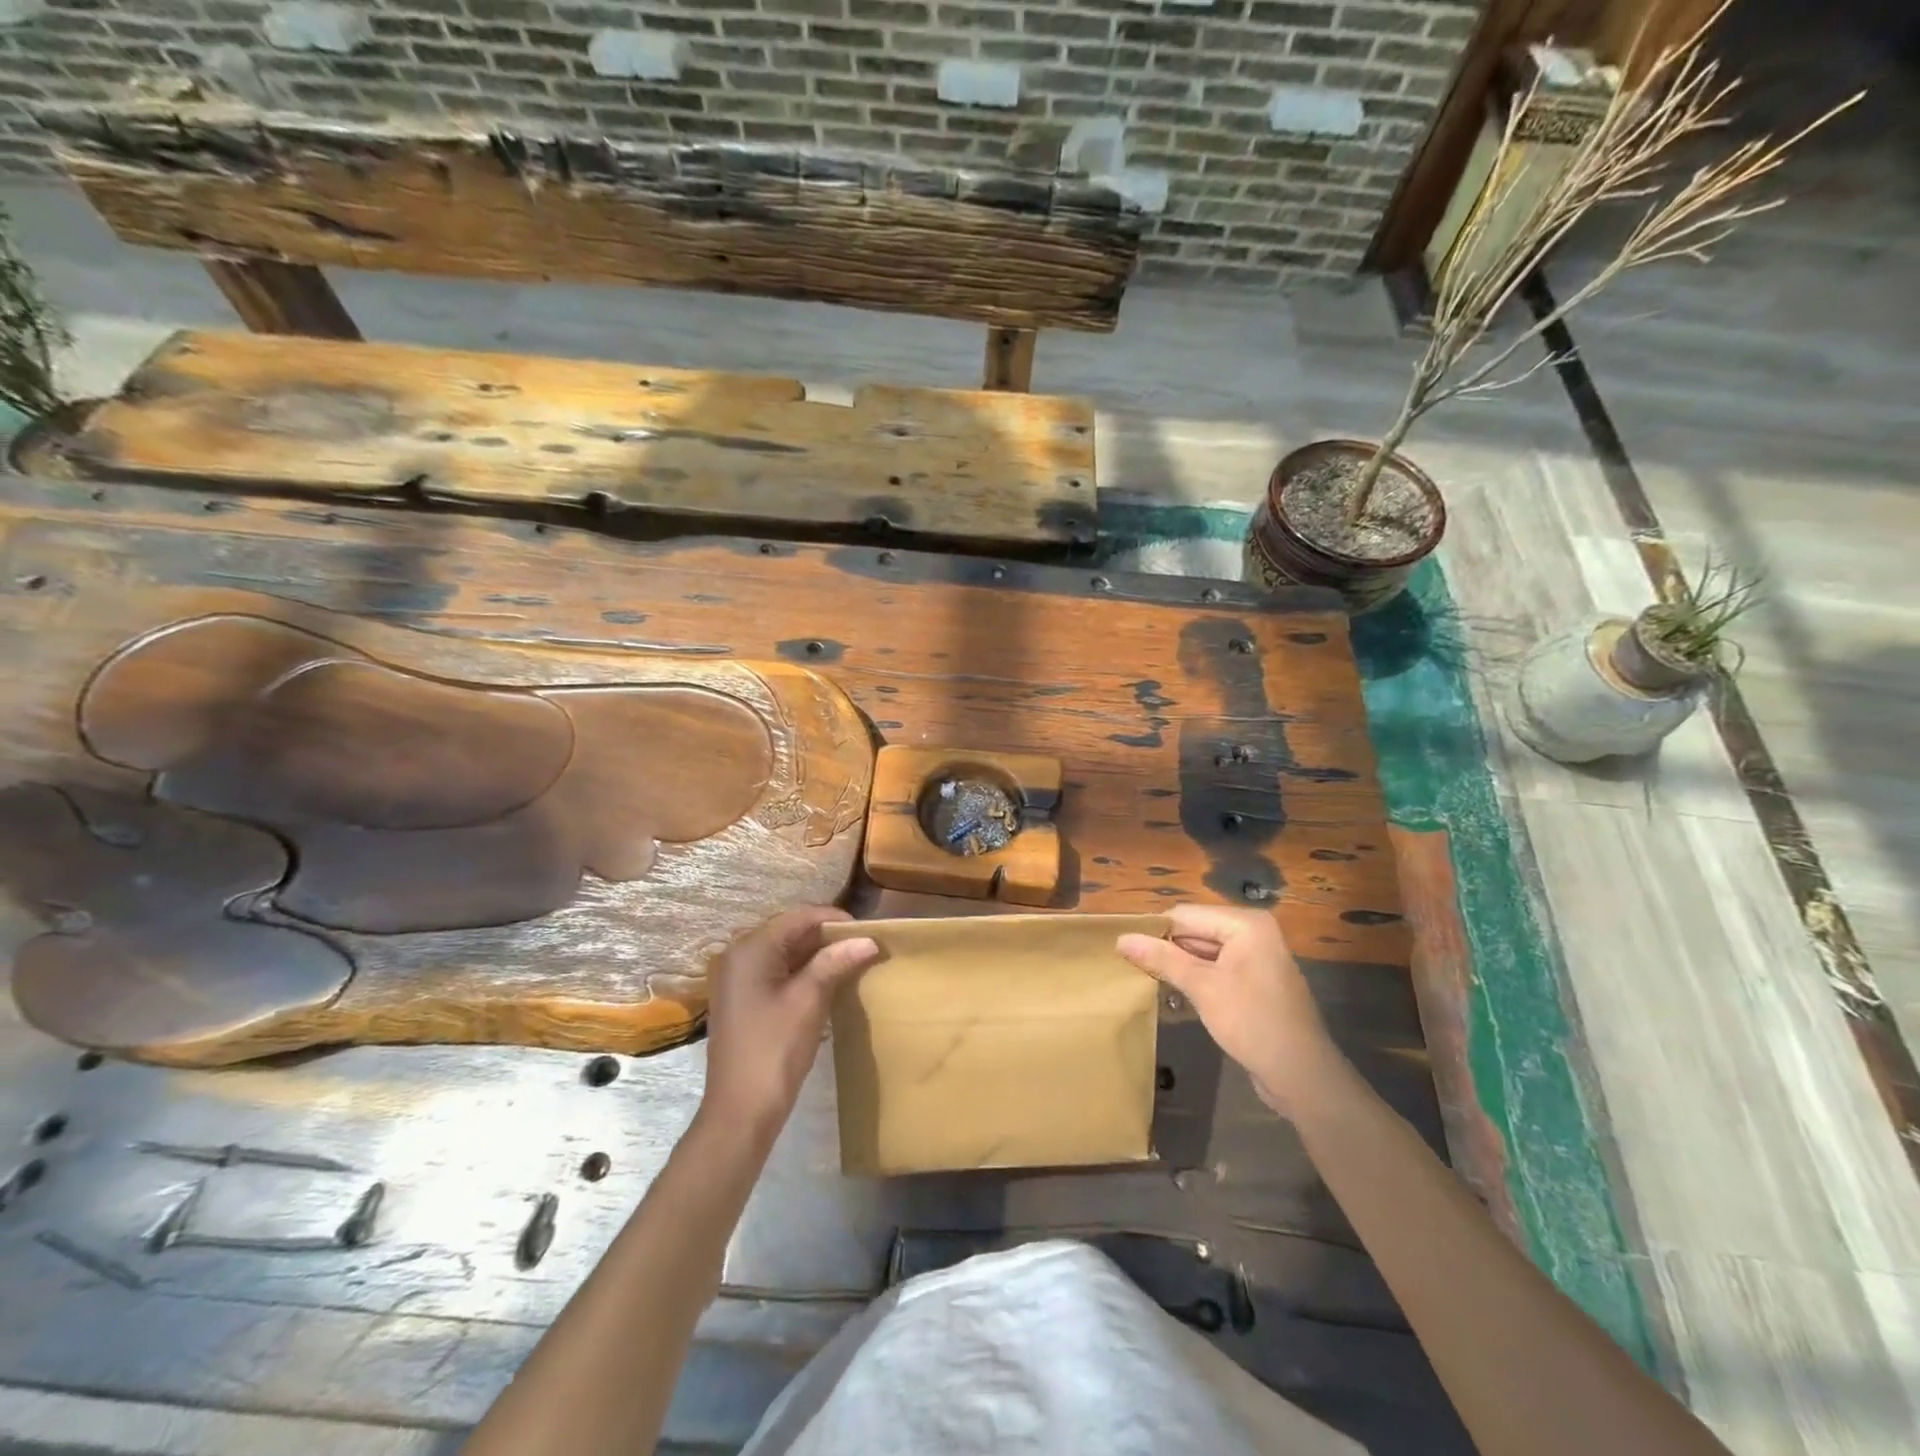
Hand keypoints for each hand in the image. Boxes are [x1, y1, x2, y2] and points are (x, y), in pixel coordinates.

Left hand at [701, 907, 879, 1136]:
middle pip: (789, 931)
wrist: (740, 1111)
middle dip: (826, 937)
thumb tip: (868, 940)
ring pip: (784, 952)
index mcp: (750, 949)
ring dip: (816, 955)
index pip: (798, 917)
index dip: (834, 920)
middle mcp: (738, 955)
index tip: (867, 932)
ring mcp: (737, 978)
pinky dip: (801, 972)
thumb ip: (835, 962)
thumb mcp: (809, 1000)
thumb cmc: (774, 1049)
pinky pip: (775, 971)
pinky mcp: (741, 999)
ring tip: (851, 962)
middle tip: (862, 947)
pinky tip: (828, 982)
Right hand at [1118, 904, 1339, 1119]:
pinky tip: (1176, 994)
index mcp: (1245, 923)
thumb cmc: (1252, 1021)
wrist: (1302, 1075)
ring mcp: (1256, 958)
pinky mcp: (1255, 982)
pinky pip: (1217, 969)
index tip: (1124, 949)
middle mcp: (1253, 932)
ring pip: (1204, 951)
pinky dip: (1197, 978)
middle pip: (1195, 930)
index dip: (1154, 930)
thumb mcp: (1202, 987)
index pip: (1185, 915)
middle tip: (1133, 966)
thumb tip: (1121, 938)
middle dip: (1166, 948)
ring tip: (1148, 979)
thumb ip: (1162, 958)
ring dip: (1179, 965)